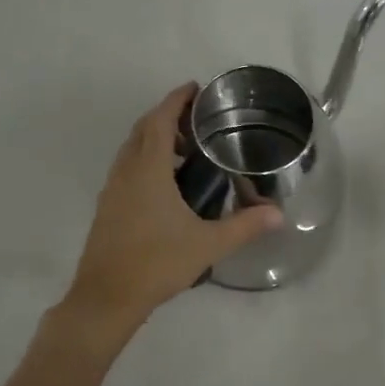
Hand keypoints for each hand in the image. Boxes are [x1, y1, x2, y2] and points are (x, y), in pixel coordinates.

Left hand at [60, 83, 282, 334]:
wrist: (106, 297)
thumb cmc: (156, 263)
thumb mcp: (207, 244)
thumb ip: (244, 226)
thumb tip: (278, 214)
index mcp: (147, 171)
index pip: (159, 121)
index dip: (175, 100)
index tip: (195, 88)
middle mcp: (125, 172)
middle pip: (143, 130)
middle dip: (166, 116)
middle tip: (197, 120)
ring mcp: (112, 190)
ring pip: (132, 150)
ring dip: (154, 139)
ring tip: (186, 149)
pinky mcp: (108, 207)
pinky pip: (127, 169)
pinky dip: (146, 160)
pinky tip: (167, 184)